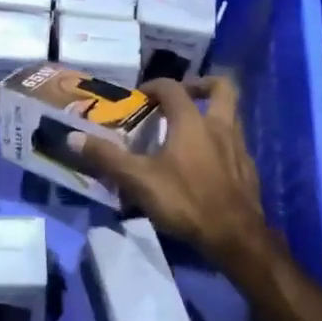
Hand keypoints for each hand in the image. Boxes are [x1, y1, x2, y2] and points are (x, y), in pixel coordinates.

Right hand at [71, 75, 266, 263]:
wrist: (235, 236)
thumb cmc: (185, 201)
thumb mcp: (138, 180)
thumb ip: (107, 157)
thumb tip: (73, 137)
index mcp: (192, 122)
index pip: (173, 89)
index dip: (155, 86)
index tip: (140, 95)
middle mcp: (220, 126)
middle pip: (222, 87)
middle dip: (202, 84)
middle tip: (182, 96)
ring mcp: (239, 147)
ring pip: (232, 115)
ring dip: (213, 114)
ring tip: (191, 129)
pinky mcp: (248, 169)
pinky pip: (235, 143)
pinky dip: (221, 142)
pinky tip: (206, 162)